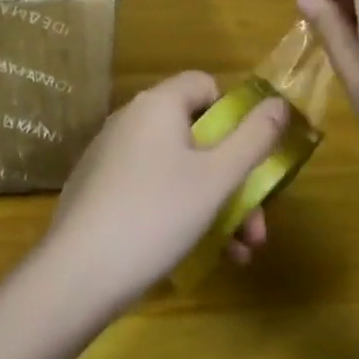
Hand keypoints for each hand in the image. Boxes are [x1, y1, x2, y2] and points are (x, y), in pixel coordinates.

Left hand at [45, 71, 286, 308]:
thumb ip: (254, 138)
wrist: (78, 273)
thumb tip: (279, 103)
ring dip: (215, 204)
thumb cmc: (157, 215)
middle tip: (256, 227)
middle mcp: (131, 119)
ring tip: (239, 253)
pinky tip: (199, 253)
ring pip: (178, 168)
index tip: (249, 157)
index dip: (234, 115)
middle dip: (234, 179)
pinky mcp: (99, 189)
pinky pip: (151, 187)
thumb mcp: (218, 178)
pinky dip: (179, 211)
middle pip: (196, 134)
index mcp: (158, 104)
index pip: (205, 84)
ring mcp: (111, 155)